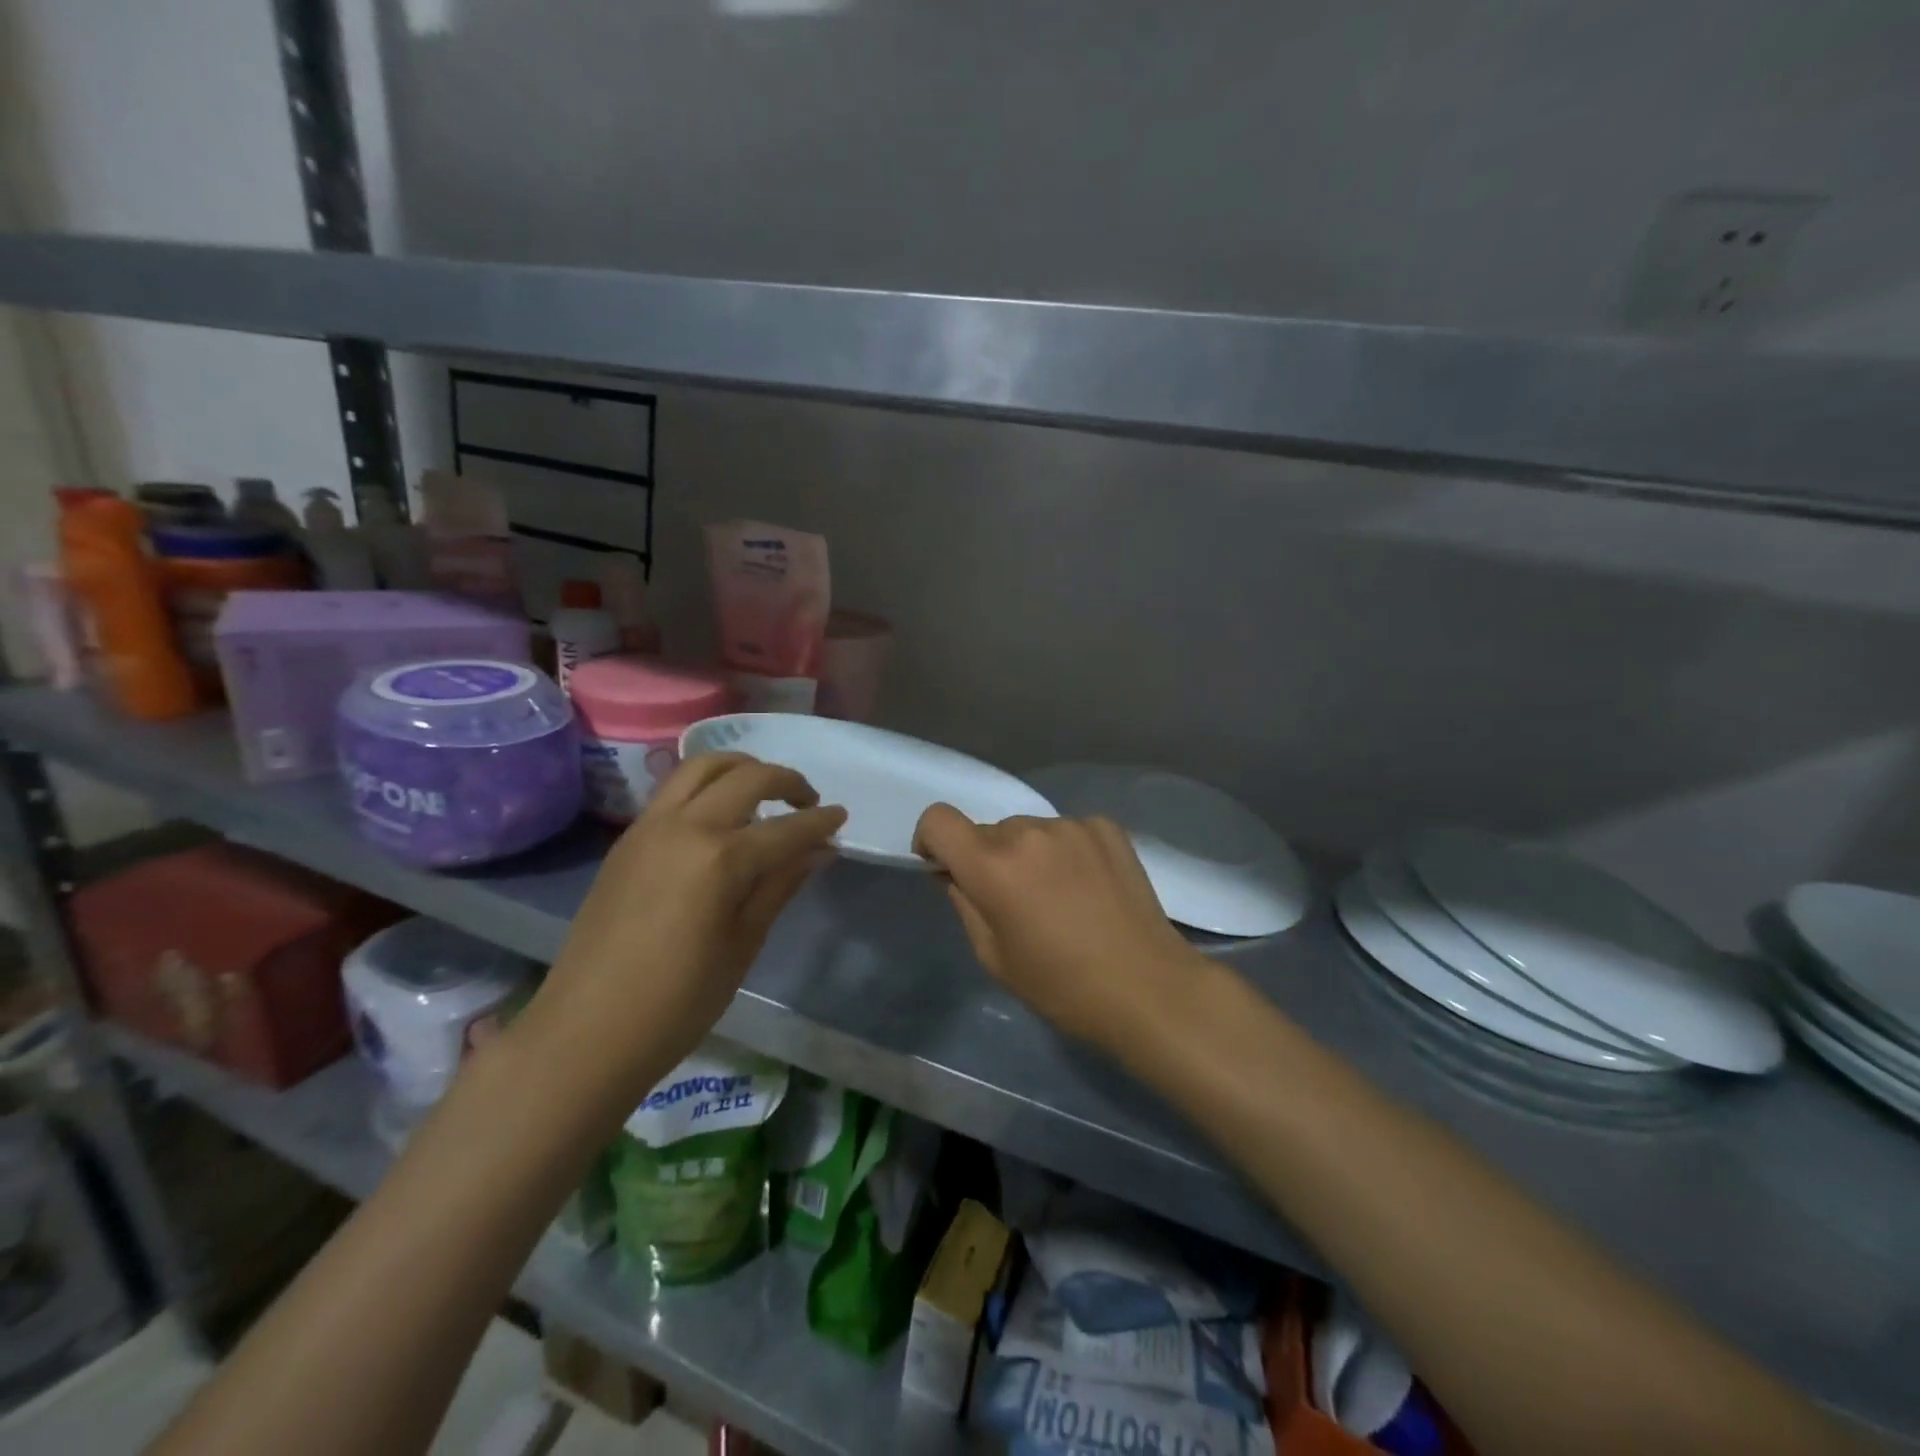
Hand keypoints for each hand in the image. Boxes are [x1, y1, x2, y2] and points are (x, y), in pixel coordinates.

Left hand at [528, 754, 845, 1104]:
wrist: (585, 1032)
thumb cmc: (678, 1002)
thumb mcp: (743, 944)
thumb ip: (781, 885)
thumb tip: (820, 849)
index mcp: (720, 859)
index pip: (786, 828)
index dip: (820, 821)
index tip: (843, 817)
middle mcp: (685, 827)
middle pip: (746, 777)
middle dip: (786, 781)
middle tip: (808, 803)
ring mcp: (649, 827)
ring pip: (702, 767)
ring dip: (742, 769)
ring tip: (763, 794)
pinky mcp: (627, 839)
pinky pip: (674, 790)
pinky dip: (707, 786)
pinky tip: (720, 818)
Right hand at [913, 805, 1198, 1049]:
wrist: (1148, 987)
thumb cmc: (1062, 986)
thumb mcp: (994, 956)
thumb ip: (964, 903)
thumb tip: (954, 873)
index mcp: (994, 865)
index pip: (939, 820)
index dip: (932, 841)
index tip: (946, 869)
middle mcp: (1030, 831)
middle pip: (989, 831)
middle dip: (989, 859)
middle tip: (1015, 902)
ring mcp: (1072, 825)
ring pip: (1029, 830)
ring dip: (1029, 854)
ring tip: (1060, 898)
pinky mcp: (1106, 827)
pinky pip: (1066, 831)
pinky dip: (1065, 852)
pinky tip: (1089, 888)